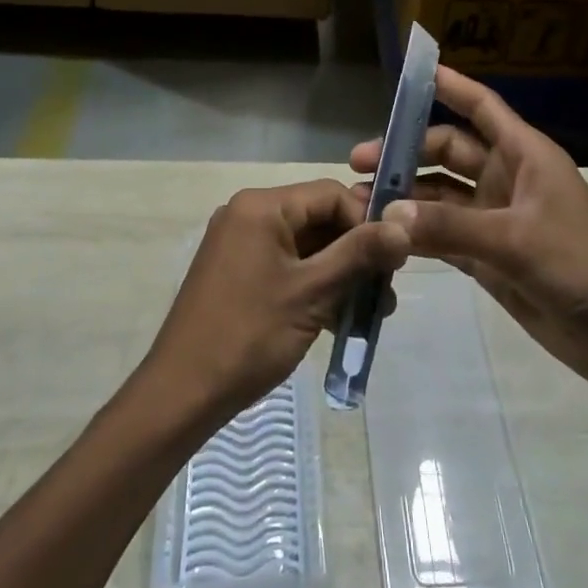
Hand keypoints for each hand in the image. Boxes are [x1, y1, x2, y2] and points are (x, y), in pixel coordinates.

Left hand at [140, 180, 409, 426]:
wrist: (182, 393)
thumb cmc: (249, 335)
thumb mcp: (312, 293)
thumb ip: (359, 255)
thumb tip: (404, 224)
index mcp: (261, 206)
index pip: (330, 194)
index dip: (366, 222)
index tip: (393, 260)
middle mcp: (249, 214)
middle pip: (318, 218)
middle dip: (356, 252)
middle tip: (387, 289)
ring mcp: (241, 244)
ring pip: (306, 246)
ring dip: (340, 273)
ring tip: (373, 312)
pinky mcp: (239, 272)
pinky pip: (288, 265)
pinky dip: (315, 285)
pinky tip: (342, 318)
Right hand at [350, 67, 587, 393]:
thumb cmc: (582, 264)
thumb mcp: (515, 239)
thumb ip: (450, 228)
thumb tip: (387, 214)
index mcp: (523, 155)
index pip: (481, 107)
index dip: (449, 85)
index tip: (409, 72)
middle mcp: (506, 179)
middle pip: (448, 151)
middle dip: (406, 152)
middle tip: (358, 162)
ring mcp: (495, 219)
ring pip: (440, 195)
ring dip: (405, 196)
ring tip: (359, 200)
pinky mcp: (488, 257)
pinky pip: (443, 236)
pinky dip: (415, 234)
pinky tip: (382, 236)